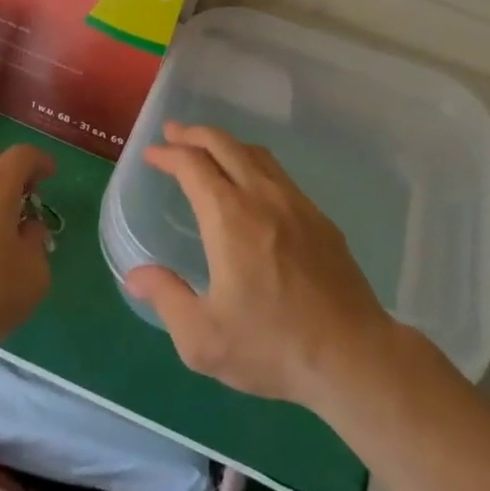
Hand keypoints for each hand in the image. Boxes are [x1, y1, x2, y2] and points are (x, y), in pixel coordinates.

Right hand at [126, 122, 392, 407]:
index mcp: (229, 218)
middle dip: (194, 134)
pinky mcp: (321, 220)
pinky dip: (253, 163)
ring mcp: (298, 205)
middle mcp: (263, 198)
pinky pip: (280, 175)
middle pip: (225, 145)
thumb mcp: (202, 338)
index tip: (152, 154)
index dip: (169, 154)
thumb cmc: (272, 346)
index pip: (193, 165)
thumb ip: (166, 297)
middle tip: (173, 133)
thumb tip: (135, 275)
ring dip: (226, 144)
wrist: (354, 357)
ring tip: (208, 150)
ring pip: (257, 155)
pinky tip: (251, 184)